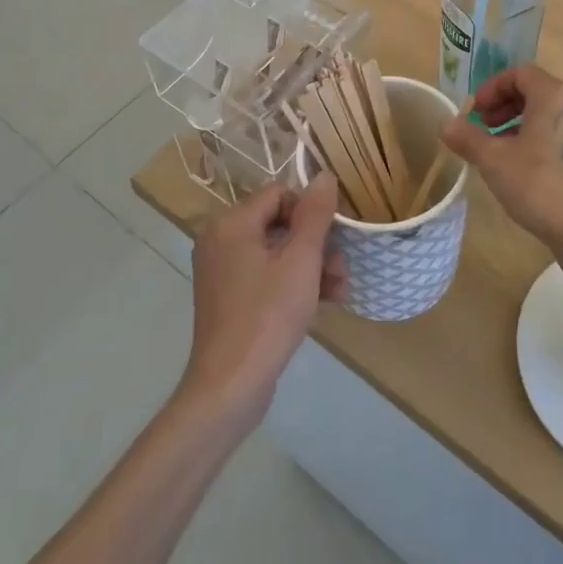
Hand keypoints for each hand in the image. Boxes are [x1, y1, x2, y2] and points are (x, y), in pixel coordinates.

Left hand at [180, 176, 344, 426]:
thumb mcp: (301, 261)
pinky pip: (265, 275)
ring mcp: (221, 271)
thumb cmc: (268, 316)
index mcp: (231, 223)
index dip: (311, 211)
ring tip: (339, 290)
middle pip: (278, 223)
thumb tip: (324, 176)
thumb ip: (315, 214)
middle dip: (316, 244)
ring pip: (276, 252)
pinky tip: (323, 303)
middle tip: (342, 270)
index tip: (335, 237)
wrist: (230, 387)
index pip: (279, 194)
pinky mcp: (228, 298)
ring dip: (311, 266)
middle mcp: (220, 240)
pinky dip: (292, 283)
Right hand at [441, 65, 562, 291]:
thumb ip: (468, 137)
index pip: (520, 73)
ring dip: (518, 126)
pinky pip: (559, 136)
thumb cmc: (540, 185)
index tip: (475, 112)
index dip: (492, 87)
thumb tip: (446, 123)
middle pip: (535, 92)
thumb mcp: (494, 160)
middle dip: (504, 106)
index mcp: (555, 95)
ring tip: (497, 152)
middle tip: (482, 128)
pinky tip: (520, 171)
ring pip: (547, 116)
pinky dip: (536, 142)